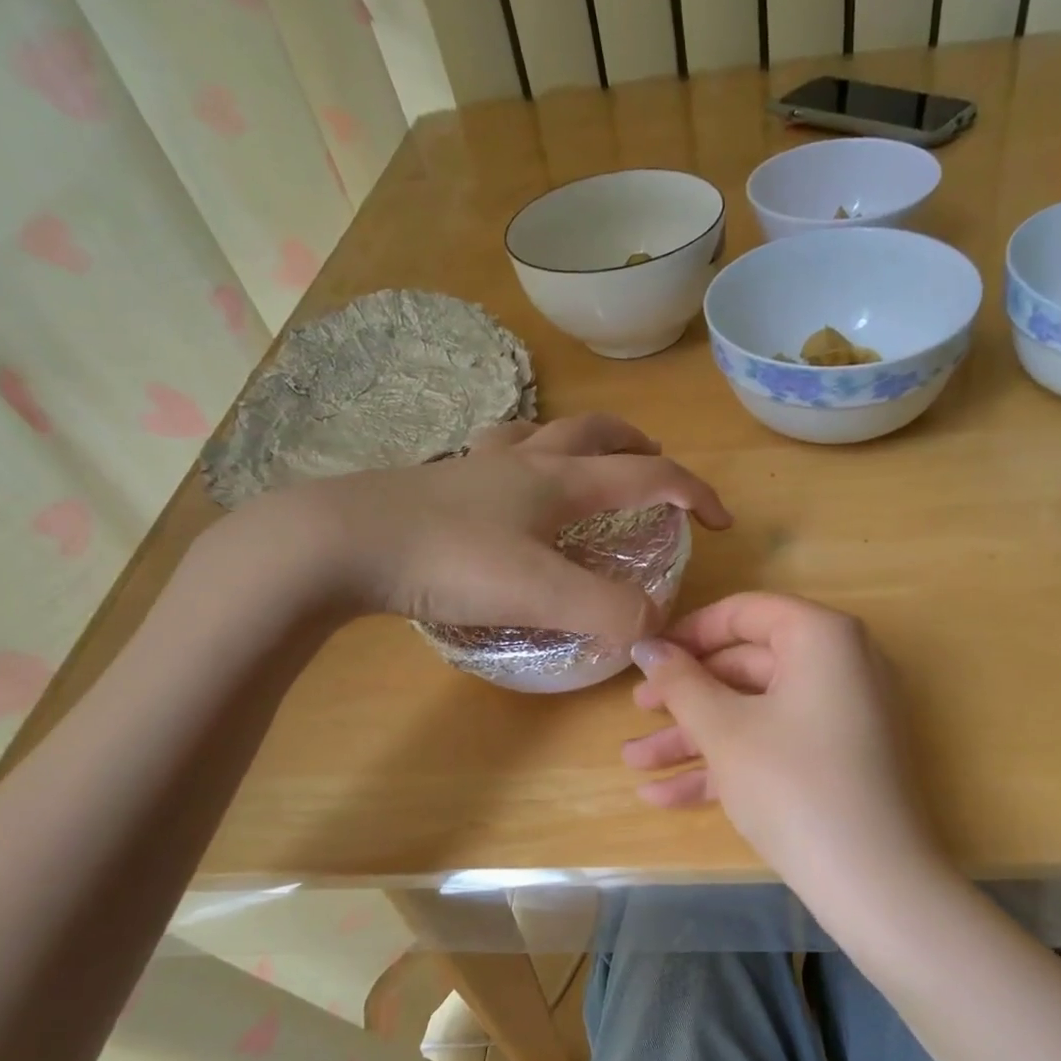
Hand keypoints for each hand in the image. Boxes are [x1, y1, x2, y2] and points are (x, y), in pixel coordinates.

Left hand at [228, 415, 730, 638]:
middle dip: (638, 447)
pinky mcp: (439, 482)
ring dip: (579, 441)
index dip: (694, 493)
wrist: (339, 542)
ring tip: (589, 465)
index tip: (721, 519)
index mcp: (560, 480)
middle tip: (658, 468)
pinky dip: (521, 457)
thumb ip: (608, 611)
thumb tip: (656, 628)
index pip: (648, 475)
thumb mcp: (542, 594)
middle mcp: (525, 460)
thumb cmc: (449, 560)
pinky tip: (510, 484)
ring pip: (543, 433)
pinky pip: (495, 453)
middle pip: (596, 432)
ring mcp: (477, 466)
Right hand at [623, 593, 939, 887]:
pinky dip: (728, 764)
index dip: (689, 633)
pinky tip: (665, 796)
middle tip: (637, 713)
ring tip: (633, 764)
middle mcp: (840, 665)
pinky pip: (777, 745)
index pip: (746, 612)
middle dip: (685, 697)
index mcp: (822, 637)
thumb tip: (647, 647)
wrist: (873, 884)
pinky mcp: (839, 760)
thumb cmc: (793, 784)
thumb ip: (680, 682)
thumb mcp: (725, 730)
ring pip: (756, 712)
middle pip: (747, 666)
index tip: (647, 657)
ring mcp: (842, 716)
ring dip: (695, 738)